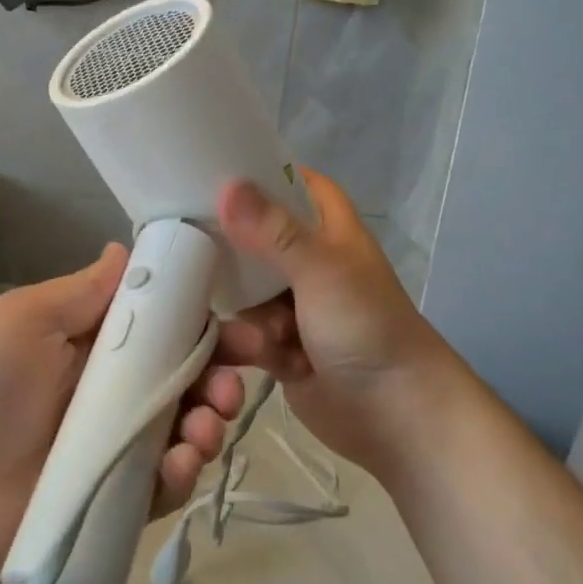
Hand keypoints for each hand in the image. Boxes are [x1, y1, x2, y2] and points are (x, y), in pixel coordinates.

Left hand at [0, 245, 241, 583]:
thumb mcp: (24, 320)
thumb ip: (82, 291)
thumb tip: (125, 248)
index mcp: (96, 344)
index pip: (164, 325)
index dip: (202, 322)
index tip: (237, 324)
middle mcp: (116, 391)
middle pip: (187, 378)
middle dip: (220, 376)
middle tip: (233, 382)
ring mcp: (122, 447)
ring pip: (188, 428)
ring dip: (212, 422)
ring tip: (208, 424)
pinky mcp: (122, 498)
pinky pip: (168, 481)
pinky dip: (185, 471)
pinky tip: (181, 463)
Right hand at [195, 169, 470, 480]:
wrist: (395, 415)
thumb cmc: (366, 327)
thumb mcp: (321, 269)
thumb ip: (272, 230)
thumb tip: (227, 185)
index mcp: (327, 227)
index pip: (289, 182)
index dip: (254, 173)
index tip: (204, 169)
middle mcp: (307, 259)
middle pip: (252, 236)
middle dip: (228, 250)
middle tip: (187, 250)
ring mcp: (292, 303)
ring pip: (242, 289)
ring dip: (246, 313)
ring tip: (266, 337)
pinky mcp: (278, 345)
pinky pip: (244, 331)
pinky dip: (248, 344)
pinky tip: (259, 357)